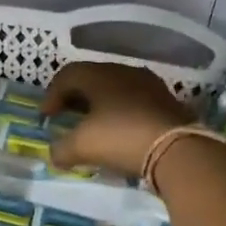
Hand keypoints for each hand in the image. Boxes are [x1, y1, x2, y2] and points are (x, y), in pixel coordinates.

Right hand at [43, 61, 195, 178]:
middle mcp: (123, 72)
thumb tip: (54, 154)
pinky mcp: (167, 101)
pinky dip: (120, 112)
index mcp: (99, 75)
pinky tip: (120, 131)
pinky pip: (134, 101)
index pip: (67, 75)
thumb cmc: (121, 138)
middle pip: (91, 78)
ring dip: (99, 104)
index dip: (51, 95)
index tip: (46, 117)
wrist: (178, 149)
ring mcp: (149, 85)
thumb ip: (61, 149)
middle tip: (66, 115)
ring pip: (115, 89)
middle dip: (75, 97)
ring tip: (93, 125)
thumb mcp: (82, 146)